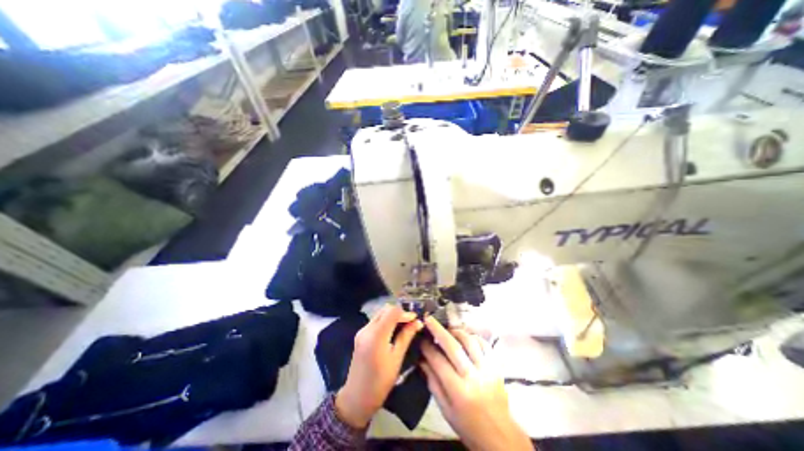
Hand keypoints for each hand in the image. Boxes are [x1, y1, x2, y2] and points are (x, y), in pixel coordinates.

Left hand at [334, 305, 422, 427]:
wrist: (356, 398)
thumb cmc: (380, 382)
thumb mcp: (396, 359)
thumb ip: (406, 337)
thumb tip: (418, 322)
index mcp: (376, 335)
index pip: (392, 312)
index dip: (405, 313)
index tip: (415, 319)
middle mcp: (367, 329)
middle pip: (385, 310)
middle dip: (399, 313)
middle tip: (411, 322)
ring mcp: (362, 331)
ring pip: (380, 314)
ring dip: (392, 316)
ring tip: (404, 326)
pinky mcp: (360, 334)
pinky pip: (375, 321)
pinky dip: (385, 321)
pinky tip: (393, 330)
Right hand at [421, 318, 531, 450]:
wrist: (500, 436)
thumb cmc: (469, 426)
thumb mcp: (446, 410)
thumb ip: (433, 383)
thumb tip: (422, 361)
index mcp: (458, 391)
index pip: (439, 362)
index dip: (427, 348)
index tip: (421, 340)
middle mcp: (473, 377)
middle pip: (453, 347)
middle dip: (438, 330)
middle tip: (429, 319)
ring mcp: (487, 369)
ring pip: (469, 341)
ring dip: (456, 331)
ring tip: (448, 330)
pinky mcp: (496, 366)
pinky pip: (484, 344)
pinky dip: (473, 336)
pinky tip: (466, 337)